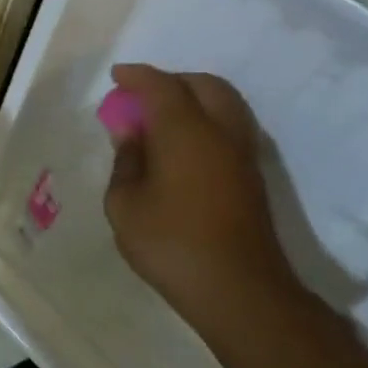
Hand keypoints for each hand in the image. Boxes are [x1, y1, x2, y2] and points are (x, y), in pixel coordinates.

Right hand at [100, 64, 301, 331]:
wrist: (238, 290)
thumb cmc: (170, 243)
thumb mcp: (124, 203)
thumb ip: (126, 161)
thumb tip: (132, 135)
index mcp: (186, 132)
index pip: (162, 86)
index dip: (137, 76)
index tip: (116, 76)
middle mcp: (221, 134)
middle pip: (205, 86)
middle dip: (172, 81)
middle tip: (140, 95)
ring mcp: (242, 156)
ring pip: (225, 105)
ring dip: (193, 99)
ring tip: (159, 118)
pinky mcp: (251, 178)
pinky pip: (229, 128)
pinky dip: (205, 121)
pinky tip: (180, 144)